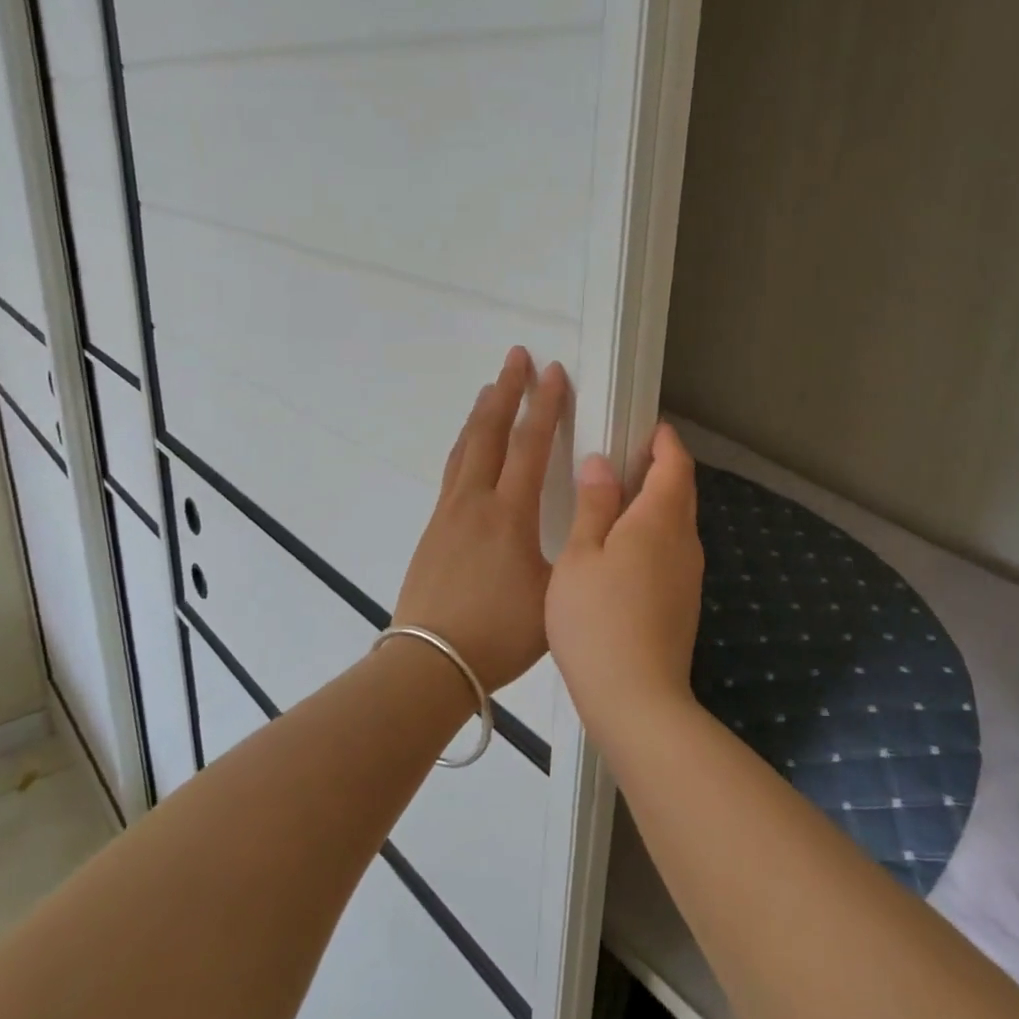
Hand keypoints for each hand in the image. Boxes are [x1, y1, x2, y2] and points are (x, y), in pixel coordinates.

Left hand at [393, 347, 567, 692]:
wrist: (430, 661)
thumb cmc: (499, 633)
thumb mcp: (554, 593)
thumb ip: (573, 550)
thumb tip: (588, 517)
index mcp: (509, 514)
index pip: (530, 446)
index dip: (545, 406)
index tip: (554, 372)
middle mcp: (475, 502)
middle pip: (489, 433)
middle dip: (506, 392)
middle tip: (517, 358)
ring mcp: (448, 513)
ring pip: (465, 449)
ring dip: (481, 414)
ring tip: (490, 390)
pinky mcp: (434, 530)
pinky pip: (452, 472)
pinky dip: (465, 446)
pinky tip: (468, 449)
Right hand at [546, 422, 704, 730]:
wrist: (636, 698)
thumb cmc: (596, 620)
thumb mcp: (580, 556)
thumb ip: (593, 506)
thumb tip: (601, 464)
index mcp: (659, 520)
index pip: (675, 465)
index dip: (665, 442)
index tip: (648, 428)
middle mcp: (684, 542)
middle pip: (682, 492)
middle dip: (660, 469)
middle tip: (624, 460)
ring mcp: (689, 575)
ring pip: (678, 524)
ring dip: (655, 504)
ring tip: (616, 502)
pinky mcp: (684, 603)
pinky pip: (673, 551)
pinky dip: (654, 535)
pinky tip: (622, 552)